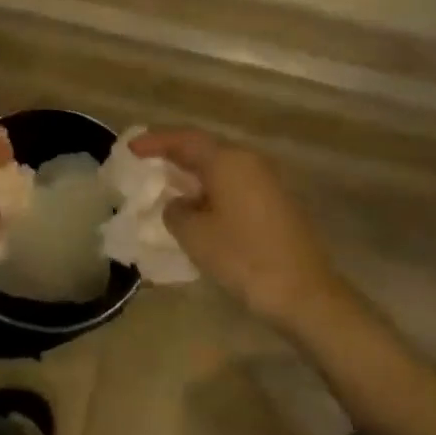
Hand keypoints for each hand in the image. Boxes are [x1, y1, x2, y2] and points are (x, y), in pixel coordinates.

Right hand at [130, 128, 336, 325]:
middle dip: (174, 154)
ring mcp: (267, 182)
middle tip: (146, 161)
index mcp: (228, 161)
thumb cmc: (243, 258)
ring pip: (221, 168)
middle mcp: (249, 162)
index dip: (155, 142)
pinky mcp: (276, 204)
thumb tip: (178, 204)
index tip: (131, 148)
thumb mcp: (194, 234)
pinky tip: (197, 207)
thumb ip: (175, 211)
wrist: (305, 294)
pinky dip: (211, 189)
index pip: (184, 140)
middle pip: (205, 149)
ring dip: (193, 174)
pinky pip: (234, 185)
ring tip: (167, 184)